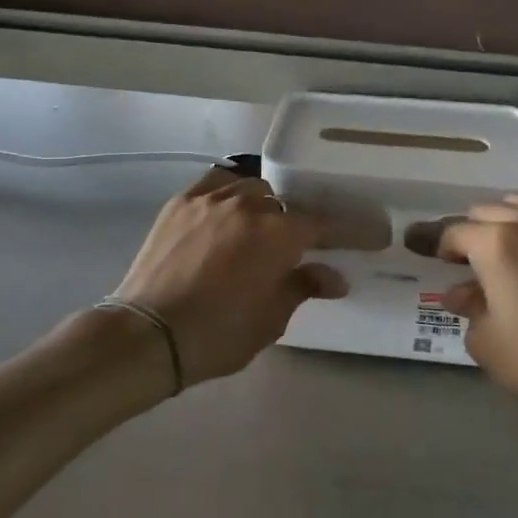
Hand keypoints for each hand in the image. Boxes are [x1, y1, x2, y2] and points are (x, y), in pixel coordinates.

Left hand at [114, 168, 346, 386]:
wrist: (148, 335)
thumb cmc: (217, 334)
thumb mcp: (271, 319)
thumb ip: (304, 287)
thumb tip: (335, 276)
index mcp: (278, 234)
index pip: (324, 224)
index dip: (348, 230)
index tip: (369, 235)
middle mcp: (250, 205)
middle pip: (287, 204)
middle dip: (298, 222)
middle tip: (301, 243)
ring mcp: (212, 198)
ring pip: (252, 188)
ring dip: (264, 205)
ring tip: (262, 226)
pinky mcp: (182, 201)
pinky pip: (216, 182)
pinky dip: (230, 191)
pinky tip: (230, 205)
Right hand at [438, 196, 517, 420]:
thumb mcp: (485, 340)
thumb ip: (467, 306)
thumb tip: (459, 292)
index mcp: (495, 243)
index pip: (454, 232)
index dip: (435, 243)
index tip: (425, 251)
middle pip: (486, 212)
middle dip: (469, 232)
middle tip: (464, 259)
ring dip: (503, 221)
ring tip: (501, 248)